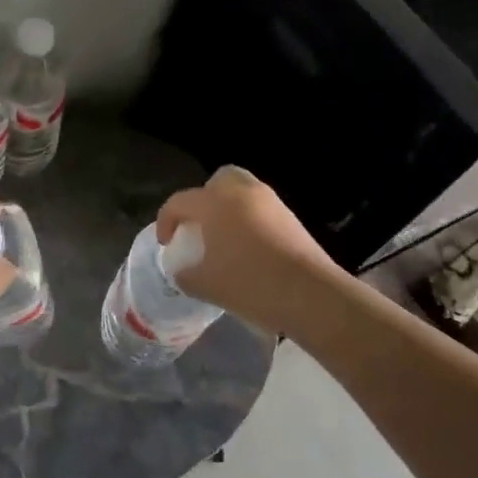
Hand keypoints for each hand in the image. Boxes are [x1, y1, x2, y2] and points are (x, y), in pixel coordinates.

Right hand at [156, 166, 346, 337]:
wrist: (311, 295)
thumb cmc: (249, 283)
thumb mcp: (204, 285)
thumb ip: (185, 274)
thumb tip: (183, 271)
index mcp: (214, 202)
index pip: (179, 202)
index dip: (166, 222)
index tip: (167, 244)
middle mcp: (241, 192)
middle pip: (217, 181)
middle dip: (204, 200)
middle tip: (200, 228)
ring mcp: (271, 203)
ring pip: (243, 194)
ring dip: (229, 211)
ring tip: (225, 241)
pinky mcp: (291, 218)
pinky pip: (262, 211)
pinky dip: (250, 222)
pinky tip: (249, 251)